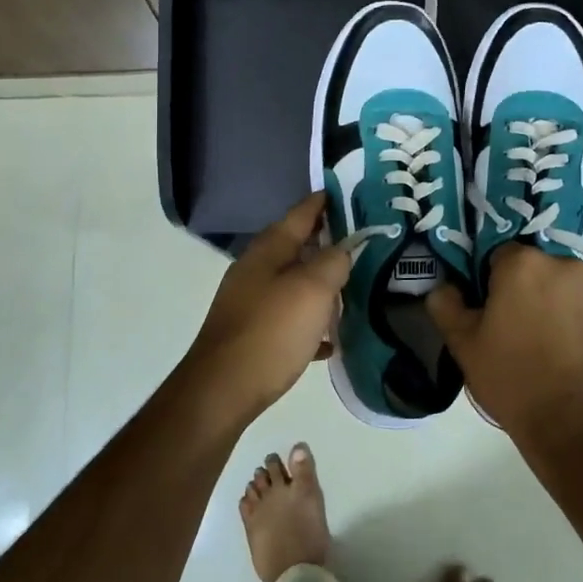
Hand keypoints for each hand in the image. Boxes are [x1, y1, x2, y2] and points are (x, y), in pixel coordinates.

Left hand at [180, 192, 351, 424]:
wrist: (223, 389)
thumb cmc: (271, 331)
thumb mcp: (313, 290)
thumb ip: (333, 263)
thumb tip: (343, 250)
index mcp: (268, 251)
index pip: (300, 214)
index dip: (323, 202)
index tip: (345, 192)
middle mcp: (256, 270)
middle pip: (296, 247)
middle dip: (325, 242)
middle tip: (359, 240)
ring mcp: (250, 303)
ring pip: (292, 283)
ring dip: (319, 282)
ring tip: (351, 286)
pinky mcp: (252, 334)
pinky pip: (288, 320)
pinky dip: (309, 322)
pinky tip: (329, 339)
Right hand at [426, 245, 582, 444]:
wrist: (576, 428)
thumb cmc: (513, 382)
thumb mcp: (464, 347)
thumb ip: (446, 305)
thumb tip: (444, 285)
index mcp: (521, 264)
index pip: (501, 256)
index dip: (496, 282)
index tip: (497, 310)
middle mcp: (564, 262)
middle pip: (541, 264)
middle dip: (533, 287)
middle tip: (527, 326)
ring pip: (576, 278)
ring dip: (566, 295)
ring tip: (562, 337)